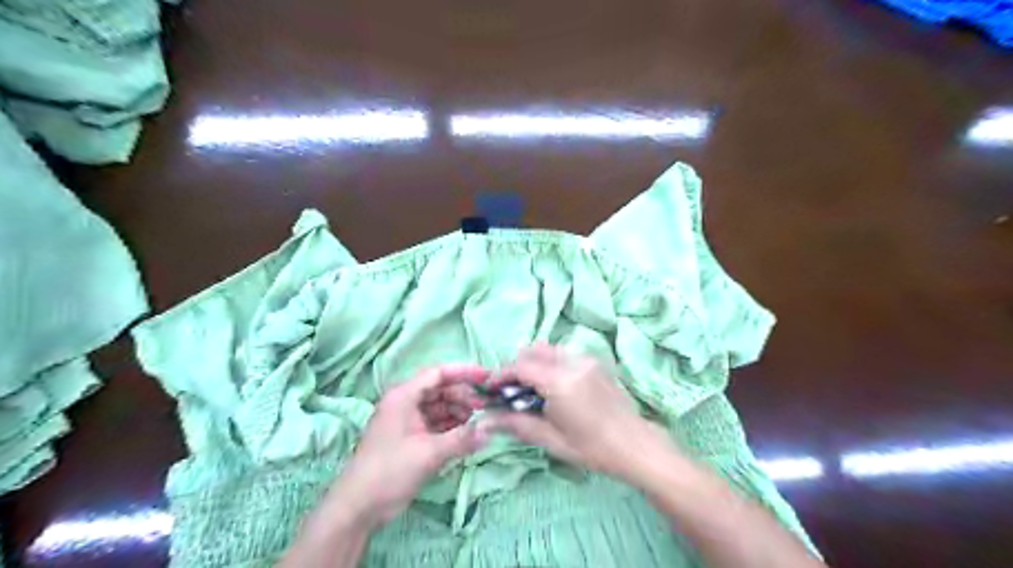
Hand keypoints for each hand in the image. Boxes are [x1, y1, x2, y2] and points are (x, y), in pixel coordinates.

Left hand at [325, 365, 489, 528]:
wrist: (358, 507)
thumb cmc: (390, 471)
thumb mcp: (429, 453)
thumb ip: (462, 439)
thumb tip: (490, 429)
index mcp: (404, 396)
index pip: (439, 373)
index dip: (465, 372)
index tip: (488, 378)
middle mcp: (405, 403)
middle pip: (440, 390)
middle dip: (464, 396)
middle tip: (487, 407)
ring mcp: (407, 421)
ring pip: (439, 407)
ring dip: (459, 412)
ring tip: (479, 423)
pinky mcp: (410, 438)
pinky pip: (435, 424)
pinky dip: (452, 427)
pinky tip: (467, 435)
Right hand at [482, 344, 670, 481]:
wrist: (635, 445)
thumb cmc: (592, 448)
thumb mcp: (551, 440)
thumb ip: (516, 424)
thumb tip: (485, 421)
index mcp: (560, 381)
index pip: (521, 366)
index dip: (502, 375)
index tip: (492, 389)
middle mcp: (573, 362)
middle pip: (534, 350)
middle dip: (518, 366)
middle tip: (512, 391)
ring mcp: (587, 359)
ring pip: (550, 350)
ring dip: (535, 363)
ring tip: (533, 390)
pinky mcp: (596, 363)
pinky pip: (565, 354)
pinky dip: (552, 364)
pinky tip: (555, 388)